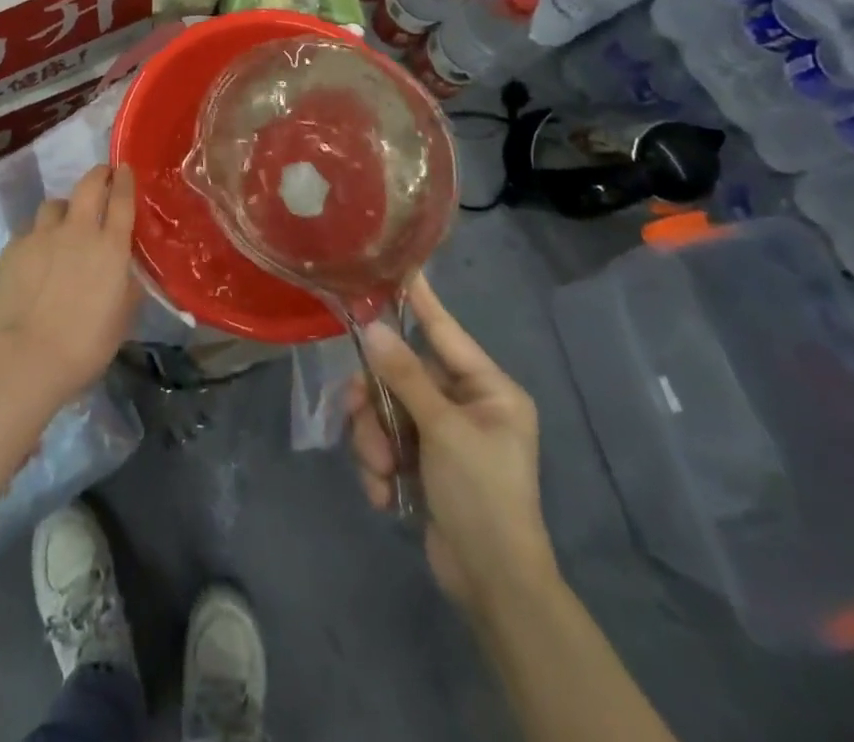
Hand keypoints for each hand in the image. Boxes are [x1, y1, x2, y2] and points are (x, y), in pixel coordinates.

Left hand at [0, 165, 141, 405]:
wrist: (27, 357)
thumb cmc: (86, 345)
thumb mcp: (122, 317)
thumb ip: (126, 285)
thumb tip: (125, 270)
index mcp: (111, 247)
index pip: (122, 199)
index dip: (125, 180)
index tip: (124, 168)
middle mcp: (78, 231)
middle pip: (88, 185)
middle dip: (98, 175)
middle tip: (102, 177)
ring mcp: (42, 235)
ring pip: (54, 204)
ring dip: (64, 209)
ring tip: (63, 224)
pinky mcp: (14, 247)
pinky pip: (29, 230)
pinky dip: (37, 236)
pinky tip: (36, 254)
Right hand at [348, 275, 555, 611]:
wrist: (493, 586)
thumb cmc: (483, 496)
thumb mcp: (444, 431)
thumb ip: (406, 377)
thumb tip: (374, 328)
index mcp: (488, 390)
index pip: (445, 331)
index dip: (420, 301)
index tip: (396, 267)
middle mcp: (466, 404)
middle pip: (402, 375)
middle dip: (378, 403)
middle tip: (360, 419)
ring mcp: (443, 434)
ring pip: (387, 410)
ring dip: (374, 440)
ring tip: (380, 472)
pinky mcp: (423, 462)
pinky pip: (386, 442)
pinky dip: (379, 466)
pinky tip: (385, 495)